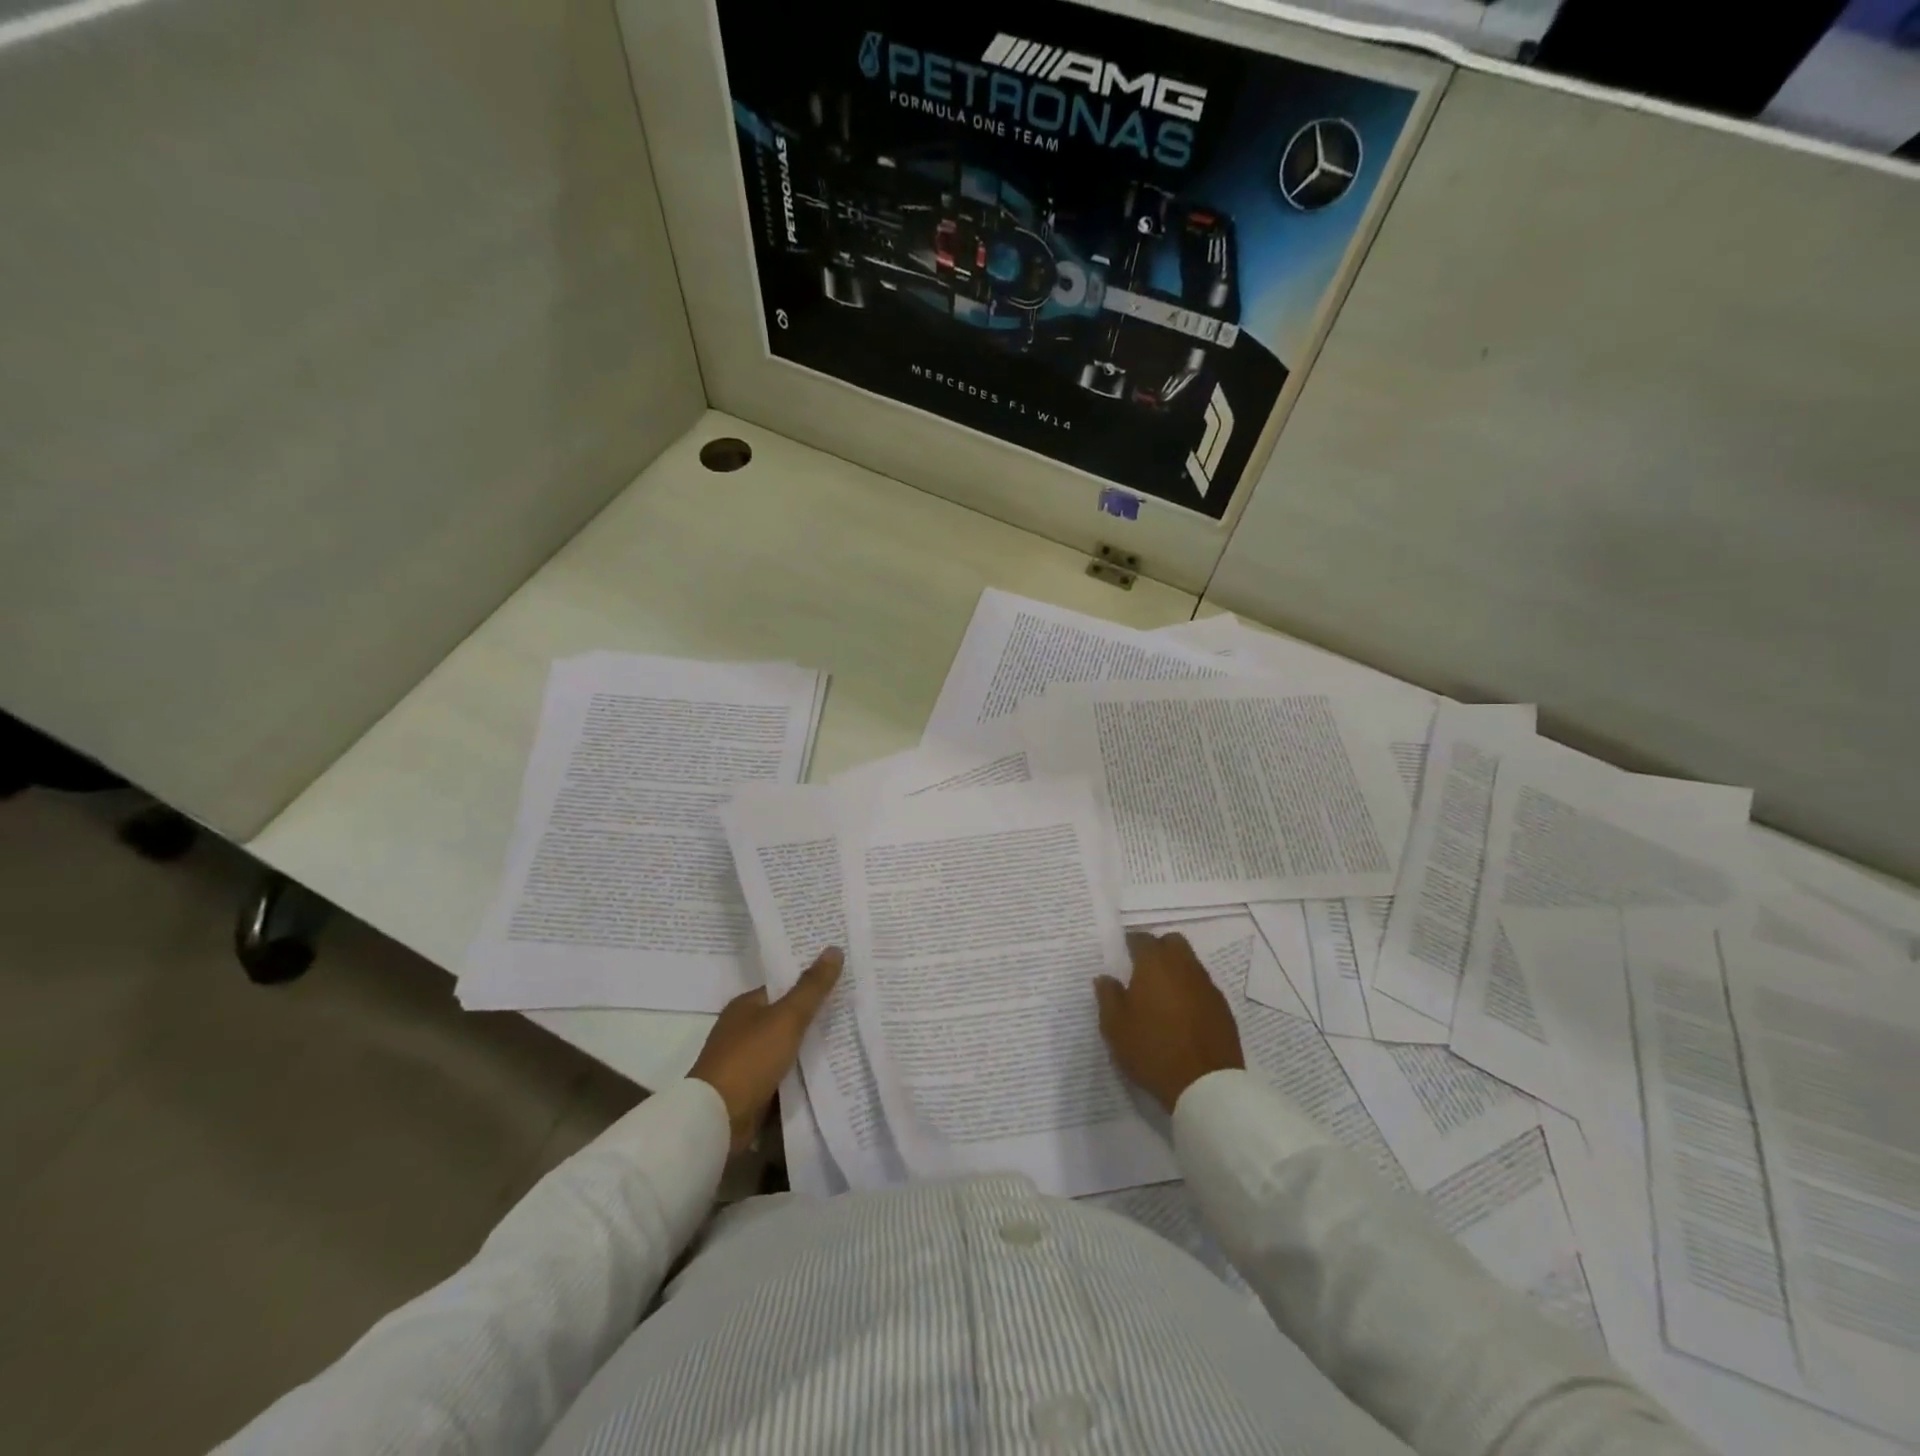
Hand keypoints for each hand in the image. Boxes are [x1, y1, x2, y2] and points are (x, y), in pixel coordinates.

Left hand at [690, 948, 842, 1151]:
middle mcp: (742, 1029)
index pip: (783, 987)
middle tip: (852, 1007)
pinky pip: (783, 1074)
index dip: (810, 982)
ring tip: (849, 1038)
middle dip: (814, 1015)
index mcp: (745, 1005)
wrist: (717, 1119)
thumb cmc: (750, 1059)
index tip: (841, 980)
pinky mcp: (751, 1089)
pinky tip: (828, 1071)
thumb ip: (812, 987)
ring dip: (810, 1047)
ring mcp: (745, 1061)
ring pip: (786, 1047)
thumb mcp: (787, 1018)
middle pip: (785, 1017)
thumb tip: (834, 949)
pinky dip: (801, 1073)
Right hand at [1095, 931, 1244, 1113]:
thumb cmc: (1152, 1050)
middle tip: (1144, 970)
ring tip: (1162, 994)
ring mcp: (1207, 986)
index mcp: (1155, 965)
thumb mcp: (1115, 1027)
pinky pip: (1203, 987)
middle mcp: (1184, 967)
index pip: (1142, 939)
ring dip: (1176, 969)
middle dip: (1158, 948)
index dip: (1130, 943)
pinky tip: (1182, 1013)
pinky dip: (1191, 990)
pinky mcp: (1223, 1008)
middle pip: (1172, 942)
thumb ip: (1108, 996)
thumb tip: (1105, 978)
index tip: (1123, 954)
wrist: (1206, 1085)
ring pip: (1190, 963)